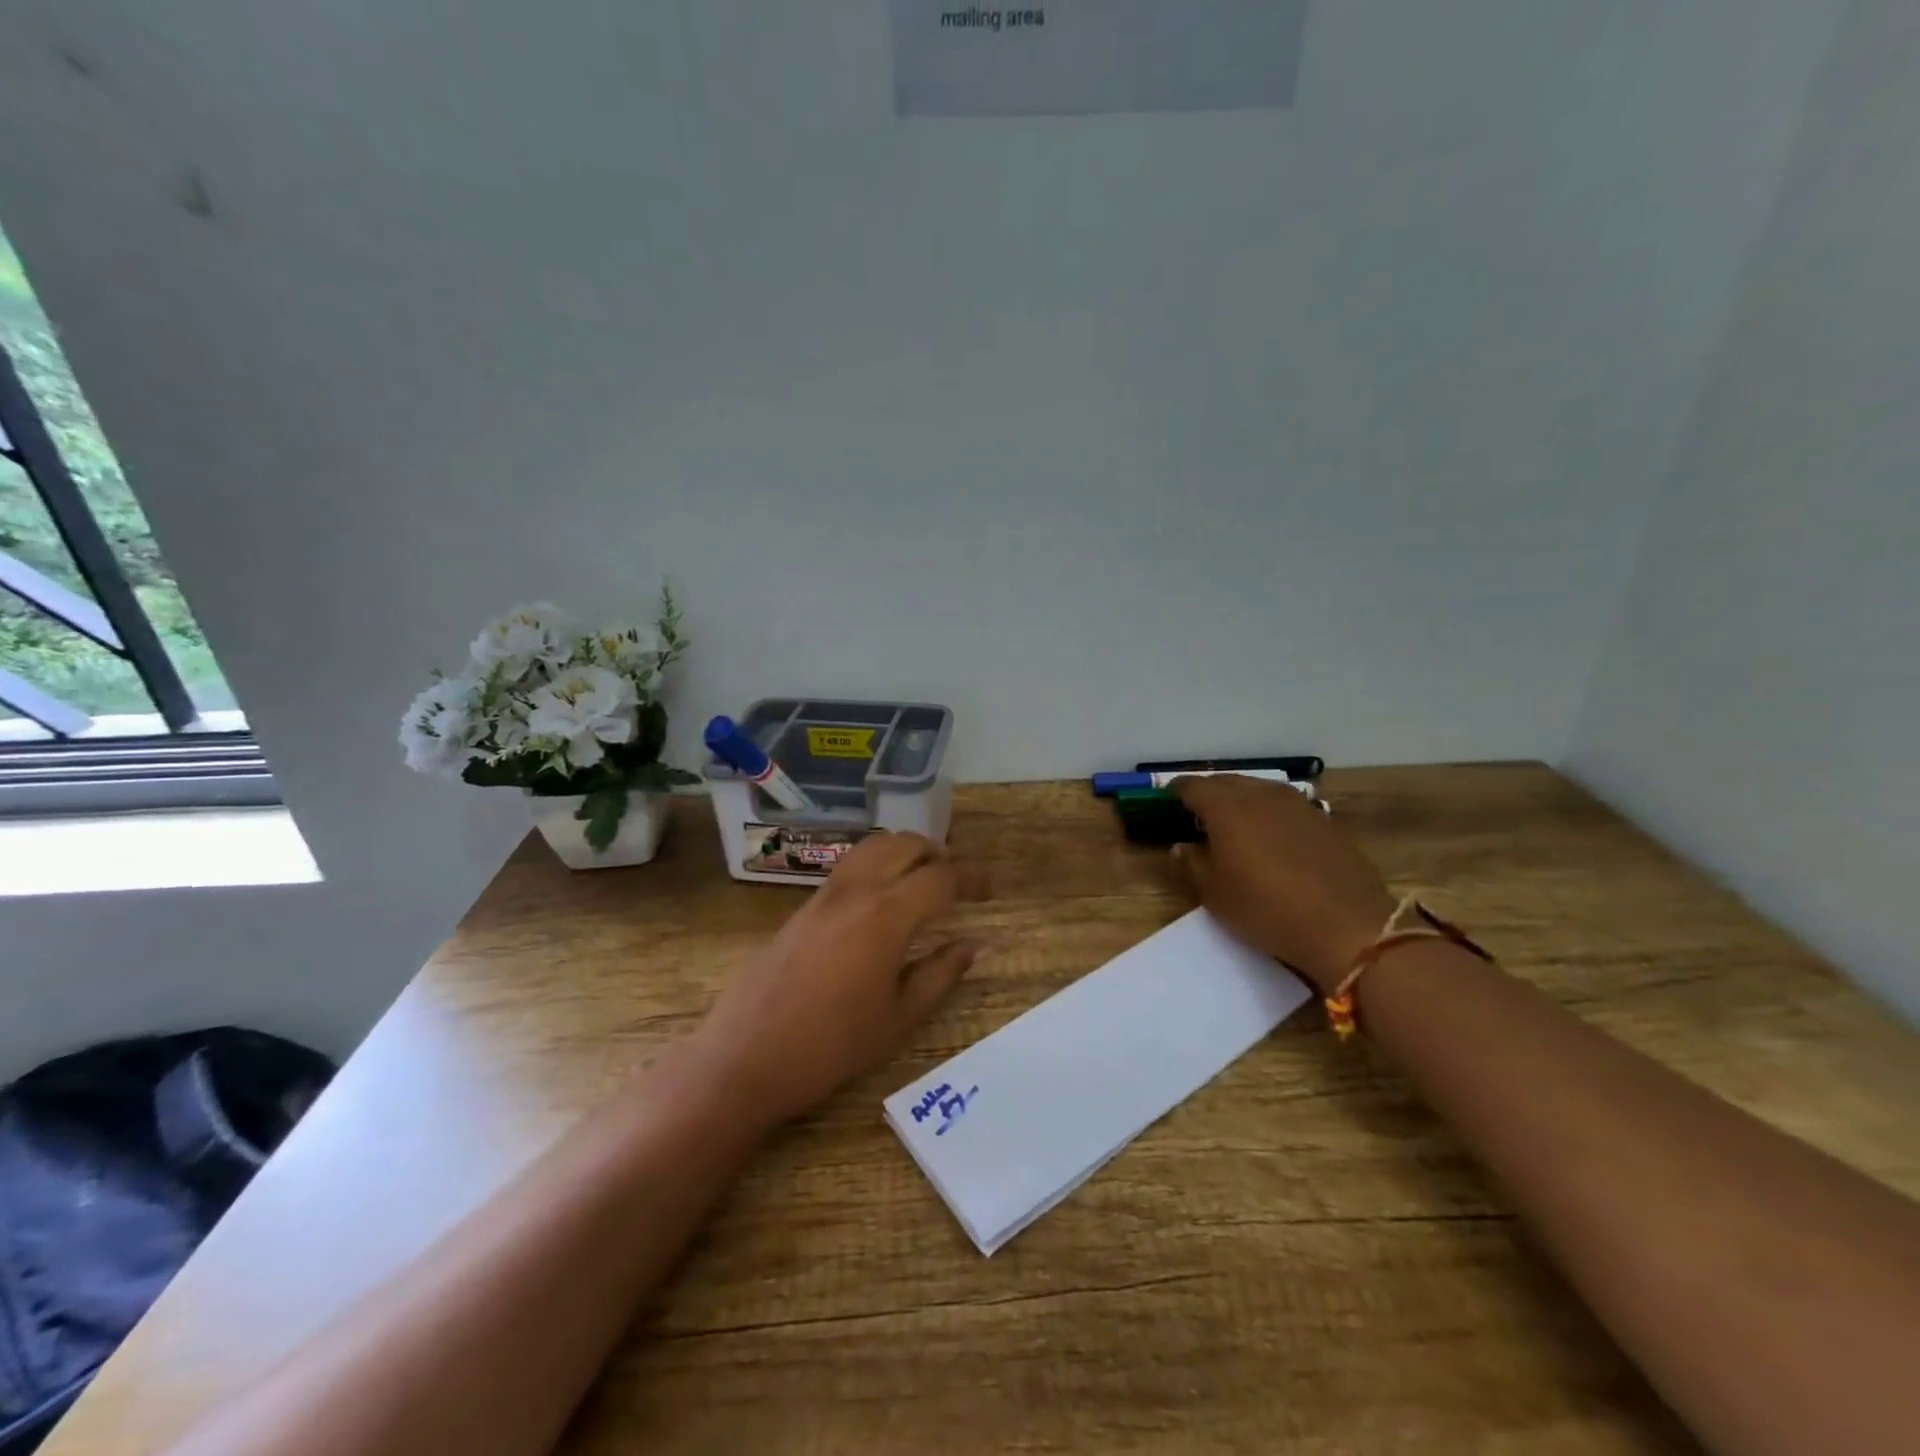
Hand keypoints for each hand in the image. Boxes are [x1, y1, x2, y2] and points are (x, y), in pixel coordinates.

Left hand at [688, 832, 979, 1127]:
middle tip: (959, 880)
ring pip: (874, 846)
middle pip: (907, 844)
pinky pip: (851, 864)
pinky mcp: (804, 906)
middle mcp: (857, 890)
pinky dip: (878, 862)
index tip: (990, 891)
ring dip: (906, 850)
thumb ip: (940, 974)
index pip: (941, 877)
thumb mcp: (898, 1017)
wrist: (745, 1057)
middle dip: (940, 853)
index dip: (972, 878)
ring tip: (923, 878)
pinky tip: (883, 897)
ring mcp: (825, 894)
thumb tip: (976, 945)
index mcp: (887, 915)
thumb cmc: (831, 1046)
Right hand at [1172, 775, 1395, 993]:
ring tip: (1234, 820)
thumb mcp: (1215, 895)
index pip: (1194, 787)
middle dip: (1209, 791)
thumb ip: (1192, 864)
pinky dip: (1270, 813)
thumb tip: (1181, 846)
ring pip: (1259, 790)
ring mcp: (1297, 805)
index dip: (1177, 790)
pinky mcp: (1324, 822)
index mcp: (1227, 808)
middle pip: (1227, 782)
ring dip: (1242, 799)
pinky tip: (1271, 835)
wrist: (1346, 926)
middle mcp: (1261, 796)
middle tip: (1197, 810)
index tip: (1167, 798)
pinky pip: (1286, 806)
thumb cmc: (1266, 909)